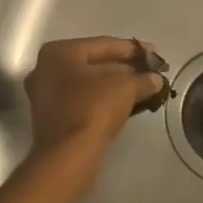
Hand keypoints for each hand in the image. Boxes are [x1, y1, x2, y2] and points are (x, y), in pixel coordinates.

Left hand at [22, 37, 166, 190]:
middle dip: (125, 68)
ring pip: (89, 84)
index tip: (154, 53)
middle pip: (94, 63)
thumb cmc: (93, 109)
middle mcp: (46, 69)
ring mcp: (46, 95)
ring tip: (144, 88)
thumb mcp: (125, 87)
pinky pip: (84, 101)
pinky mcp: (52, 118)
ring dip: (117, 85)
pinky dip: (104, 100)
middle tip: (150, 72)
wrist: (68, 157)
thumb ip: (143, 79)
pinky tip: (127, 104)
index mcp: (59, 52)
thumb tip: (156, 80)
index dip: (133, 49)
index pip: (103, 45)